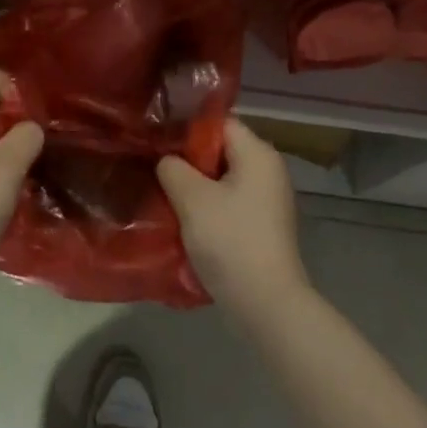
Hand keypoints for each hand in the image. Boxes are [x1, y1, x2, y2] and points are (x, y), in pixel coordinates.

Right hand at [157, 118, 308, 319]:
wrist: (266, 304)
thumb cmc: (230, 240)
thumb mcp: (192, 199)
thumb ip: (173, 168)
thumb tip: (167, 160)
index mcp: (258, 153)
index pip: (219, 122)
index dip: (187, 129)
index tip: (158, 142)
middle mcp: (268, 169)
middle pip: (221, 150)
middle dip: (189, 160)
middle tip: (157, 170)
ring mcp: (268, 199)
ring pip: (223, 179)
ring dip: (196, 187)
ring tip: (166, 196)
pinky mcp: (263, 225)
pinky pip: (231, 202)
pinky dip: (210, 207)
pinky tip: (187, 222)